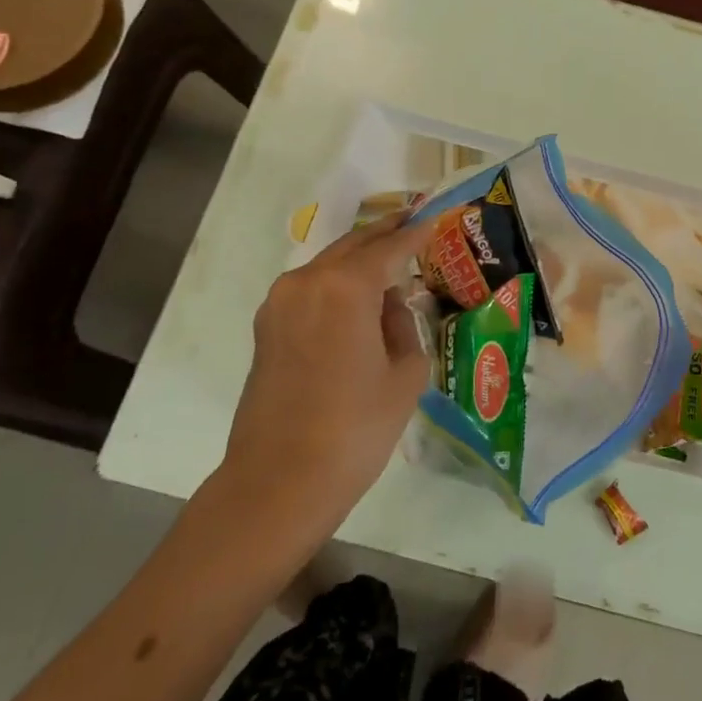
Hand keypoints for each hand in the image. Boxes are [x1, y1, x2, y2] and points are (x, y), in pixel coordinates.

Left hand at [215, 212, 439, 532]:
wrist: (279, 482)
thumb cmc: (355, 429)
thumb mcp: (404, 375)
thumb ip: (403, 326)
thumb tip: (389, 307)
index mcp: (347, 287)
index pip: (390, 248)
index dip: (415, 234)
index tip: (434, 218)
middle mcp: (308, 281)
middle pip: (353, 245)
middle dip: (384, 234)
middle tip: (413, 224)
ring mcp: (280, 302)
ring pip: (329, 264)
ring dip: (359, 259)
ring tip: (390, 262)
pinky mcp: (267, 326)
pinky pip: (310, 288)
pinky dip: (336, 282)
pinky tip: (357, 295)